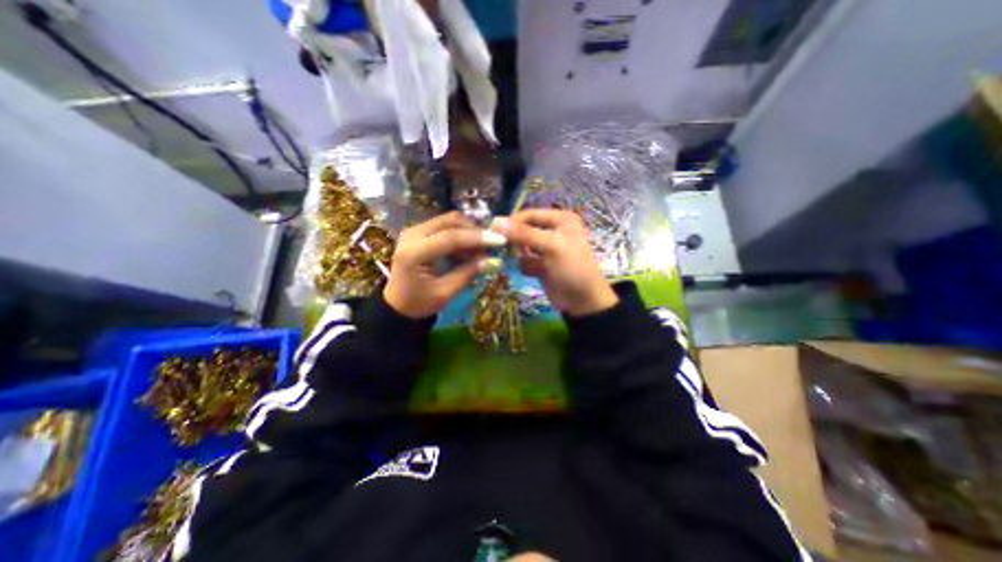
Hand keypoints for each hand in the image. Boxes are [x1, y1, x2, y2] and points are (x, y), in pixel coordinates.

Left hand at [384, 212, 508, 318]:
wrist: (396, 304)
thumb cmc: (418, 303)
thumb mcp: (445, 293)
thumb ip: (467, 273)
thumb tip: (492, 260)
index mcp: (414, 253)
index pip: (450, 237)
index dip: (477, 238)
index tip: (500, 240)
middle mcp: (412, 235)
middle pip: (450, 221)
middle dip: (474, 231)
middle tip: (491, 246)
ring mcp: (414, 231)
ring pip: (449, 221)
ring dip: (468, 232)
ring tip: (480, 251)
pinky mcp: (419, 232)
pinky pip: (445, 226)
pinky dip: (460, 235)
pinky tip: (467, 250)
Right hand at [490, 209, 615, 315]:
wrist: (583, 302)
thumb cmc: (572, 269)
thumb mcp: (551, 247)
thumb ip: (524, 234)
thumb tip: (496, 222)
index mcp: (561, 220)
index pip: (530, 214)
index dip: (512, 221)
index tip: (492, 231)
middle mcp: (554, 231)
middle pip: (525, 229)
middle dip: (513, 239)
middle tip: (498, 247)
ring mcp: (547, 249)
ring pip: (523, 246)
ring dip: (517, 253)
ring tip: (511, 259)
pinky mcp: (542, 264)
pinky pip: (525, 260)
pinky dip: (524, 265)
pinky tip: (530, 272)